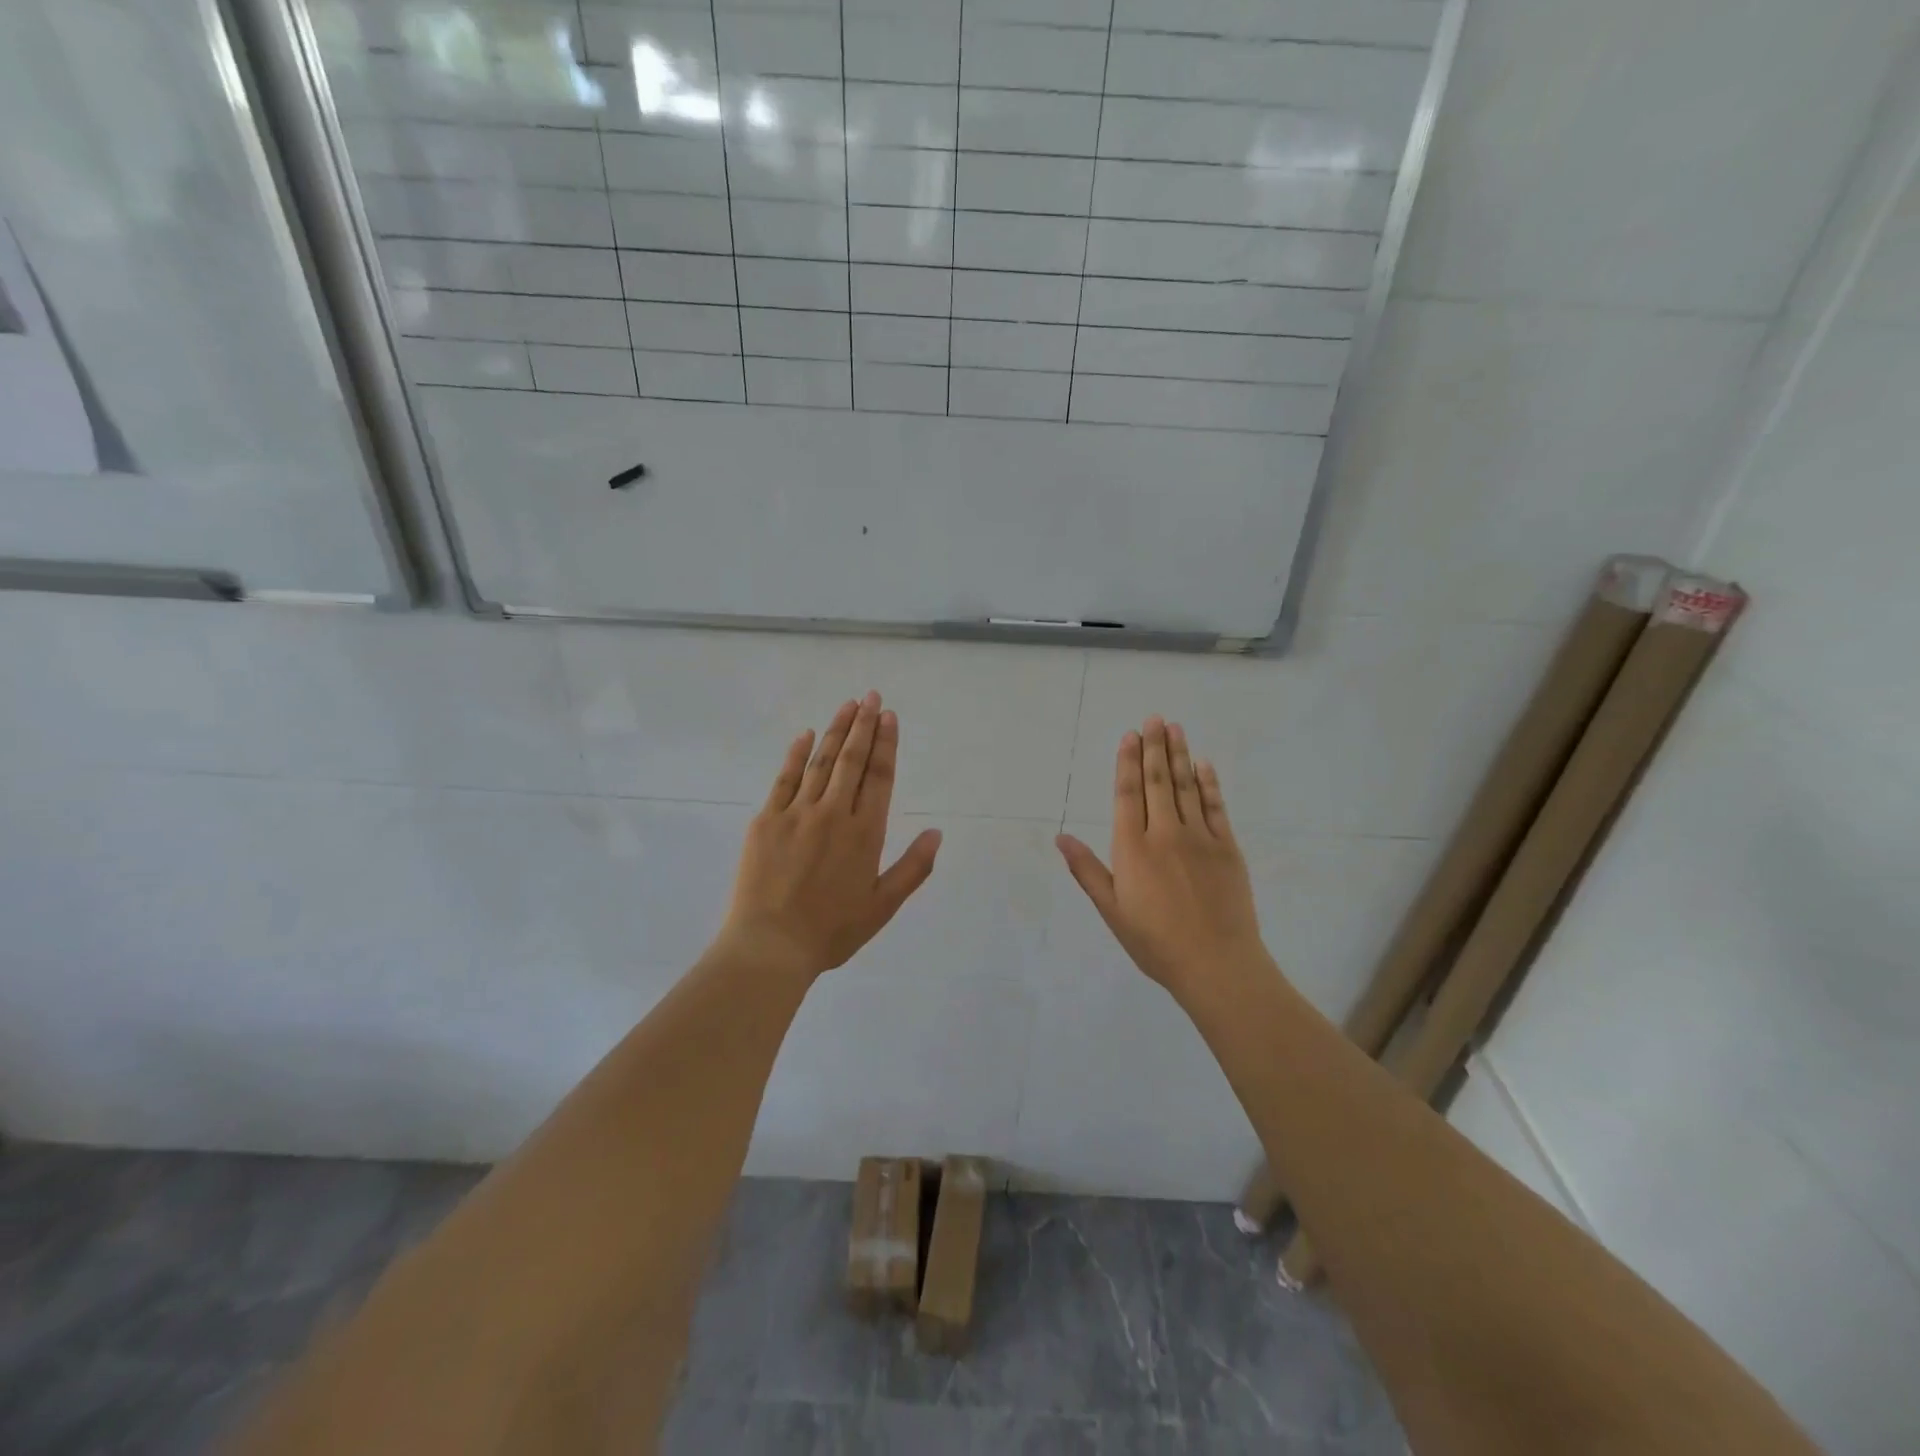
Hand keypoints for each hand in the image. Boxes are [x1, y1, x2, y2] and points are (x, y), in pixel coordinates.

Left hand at [720, 691, 941, 980]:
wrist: (770, 945)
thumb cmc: (832, 930)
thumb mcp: (882, 906)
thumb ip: (913, 868)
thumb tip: (937, 831)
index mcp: (865, 833)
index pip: (880, 777)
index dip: (886, 744)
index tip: (889, 717)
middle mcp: (834, 813)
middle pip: (852, 760)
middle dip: (865, 726)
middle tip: (872, 696)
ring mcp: (797, 813)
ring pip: (821, 762)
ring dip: (836, 731)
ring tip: (848, 705)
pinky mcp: (766, 820)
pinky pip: (785, 778)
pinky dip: (796, 754)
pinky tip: (806, 734)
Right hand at [1057, 717, 1267, 996]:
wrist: (1216, 964)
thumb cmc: (1155, 942)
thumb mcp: (1112, 911)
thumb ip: (1087, 870)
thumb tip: (1061, 837)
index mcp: (1133, 849)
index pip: (1128, 794)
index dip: (1128, 763)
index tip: (1129, 736)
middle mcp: (1165, 834)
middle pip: (1158, 782)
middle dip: (1154, 747)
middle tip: (1154, 718)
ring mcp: (1199, 838)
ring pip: (1186, 787)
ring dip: (1179, 755)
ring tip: (1175, 728)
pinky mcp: (1227, 847)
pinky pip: (1215, 806)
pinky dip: (1208, 783)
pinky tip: (1204, 765)